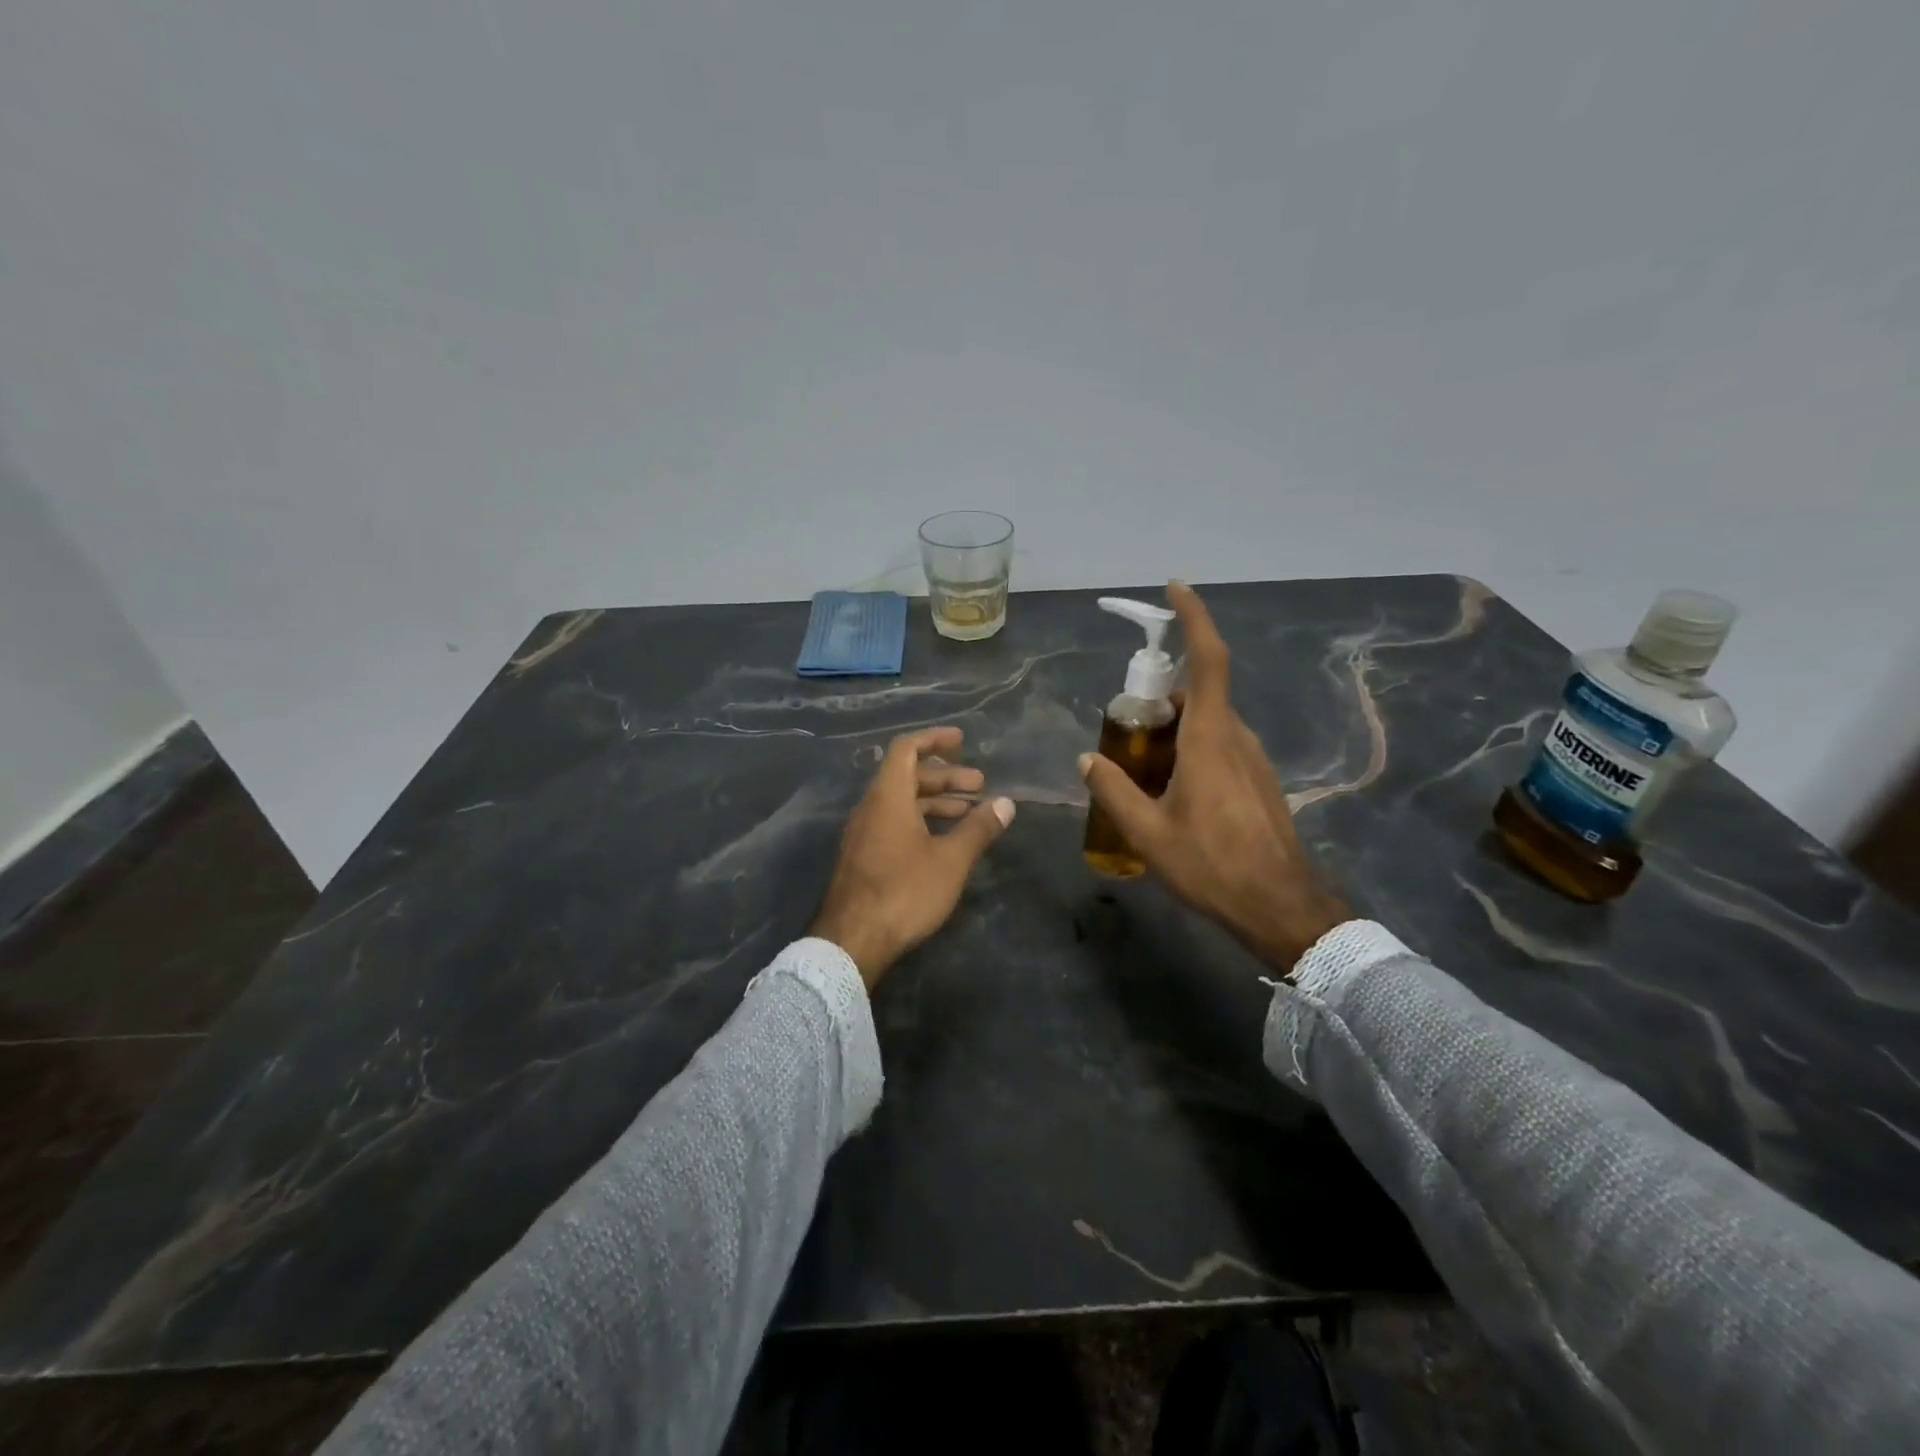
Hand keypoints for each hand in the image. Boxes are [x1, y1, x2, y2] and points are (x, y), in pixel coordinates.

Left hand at [811, 727, 1015, 988]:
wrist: (852, 941)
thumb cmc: (904, 892)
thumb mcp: (950, 860)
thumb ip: (978, 829)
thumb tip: (1006, 803)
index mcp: (888, 797)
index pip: (906, 749)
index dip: (933, 739)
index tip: (962, 740)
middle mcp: (871, 808)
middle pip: (907, 776)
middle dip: (945, 776)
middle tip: (979, 785)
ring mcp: (863, 834)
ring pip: (901, 803)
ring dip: (935, 801)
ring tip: (970, 812)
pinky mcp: (863, 857)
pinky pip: (893, 823)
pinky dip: (921, 821)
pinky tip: (944, 841)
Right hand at [1078, 582, 1348, 973]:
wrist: (1280, 907)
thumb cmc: (1211, 865)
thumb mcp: (1147, 833)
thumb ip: (1113, 790)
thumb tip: (1087, 759)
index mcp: (1210, 739)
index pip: (1207, 660)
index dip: (1194, 618)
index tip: (1175, 589)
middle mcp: (1236, 738)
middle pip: (1199, 694)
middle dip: (1161, 696)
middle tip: (1126, 725)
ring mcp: (1253, 759)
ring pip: (1209, 723)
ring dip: (1175, 729)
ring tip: (1142, 766)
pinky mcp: (1260, 781)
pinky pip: (1221, 746)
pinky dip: (1192, 749)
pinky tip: (1173, 791)